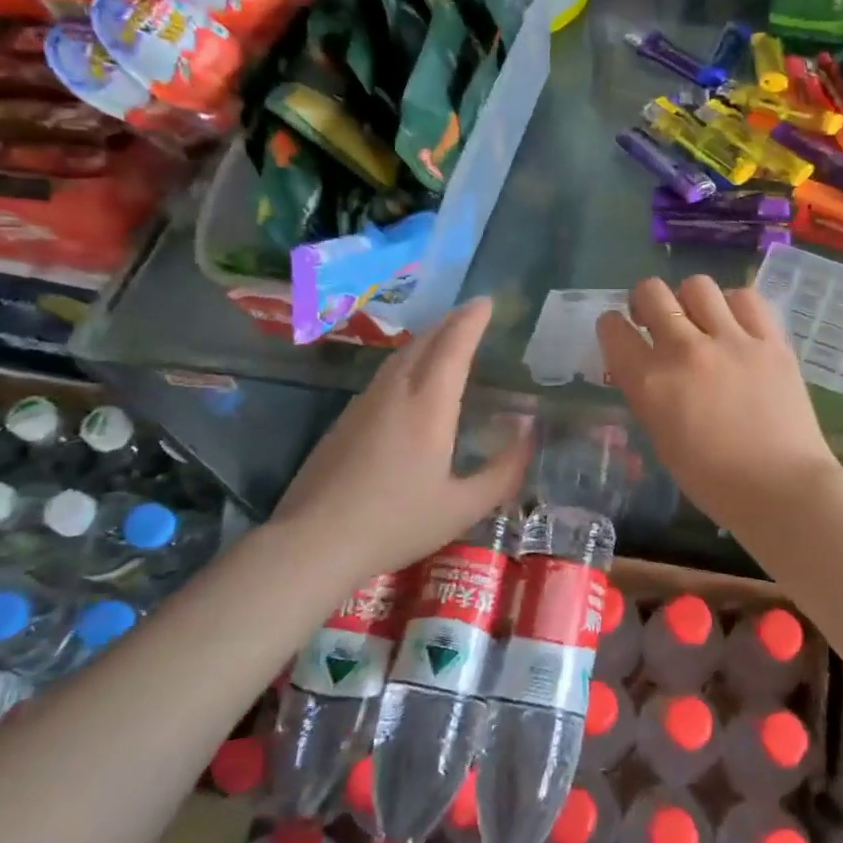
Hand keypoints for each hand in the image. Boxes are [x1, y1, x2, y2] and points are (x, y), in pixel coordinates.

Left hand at [268, 298, 532, 578]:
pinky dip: (407, 361)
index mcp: (427, 406)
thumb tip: (527, 430)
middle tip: (472, 314)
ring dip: (427, 339)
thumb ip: (503, 469)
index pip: (454, 347)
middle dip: (450, 322)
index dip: (471, 320)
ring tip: (446, 338)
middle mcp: (395, 393)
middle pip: (424, 342)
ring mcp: (364, 403)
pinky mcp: (345, 419)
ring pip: (400, 356)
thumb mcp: (463, 506)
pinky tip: (410, 379)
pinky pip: (384, 375)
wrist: (314, 541)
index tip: (487, 302)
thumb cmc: (396, 523)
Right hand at [596, 276, 838, 533]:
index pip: (613, 329)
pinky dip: (733, 305)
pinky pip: (745, 298)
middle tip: (654, 320)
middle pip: (651, 292)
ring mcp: (731, 340)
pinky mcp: (770, 340)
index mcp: (650, 383)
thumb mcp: (662, 440)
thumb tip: (646, 370)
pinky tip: (736, 324)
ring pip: (697, 285)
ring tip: (700, 320)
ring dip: (689, 300)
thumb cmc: (713, 481)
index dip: (612, 327)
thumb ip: (649, 396)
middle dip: (645, 302)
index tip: (621, 333)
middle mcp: (685, 351)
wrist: (781, 488)